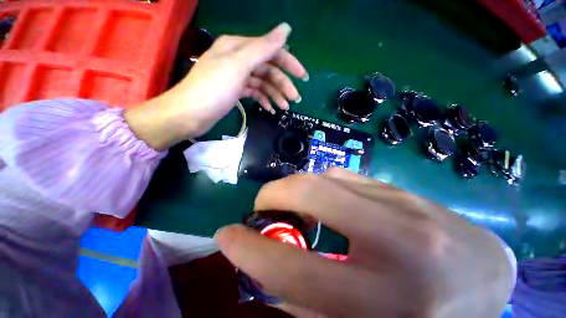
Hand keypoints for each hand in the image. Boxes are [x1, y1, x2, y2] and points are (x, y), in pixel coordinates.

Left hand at [125, 23, 306, 150]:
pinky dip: (263, 99)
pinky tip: (270, 109)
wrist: (190, 114)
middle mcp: (238, 59)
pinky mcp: (235, 91)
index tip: (303, 78)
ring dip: (275, 94)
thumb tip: (286, 29)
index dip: (289, 64)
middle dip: (283, 84)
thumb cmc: (213, 89)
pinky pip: (254, 92)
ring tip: (284, 108)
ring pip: (262, 83)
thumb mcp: (239, 65)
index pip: (271, 51)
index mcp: (238, 47)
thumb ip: (263, 47)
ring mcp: (236, 76)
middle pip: (268, 69)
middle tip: (295, 100)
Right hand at [215, 168, 514, 317]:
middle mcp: (396, 241)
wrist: (486, 277)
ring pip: (324, 177)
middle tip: (263, 205)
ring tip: (293, 204)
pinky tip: (324, 198)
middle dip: (274, 193)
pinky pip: (342, 175)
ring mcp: (401, 203)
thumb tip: (271, 272)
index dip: (249, 250)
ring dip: (296, 187)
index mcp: (387, 301)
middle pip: (311, 193)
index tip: (226, 235)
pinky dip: (320, 183)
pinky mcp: (399, 187)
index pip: (295, 271)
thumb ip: (311, 301)